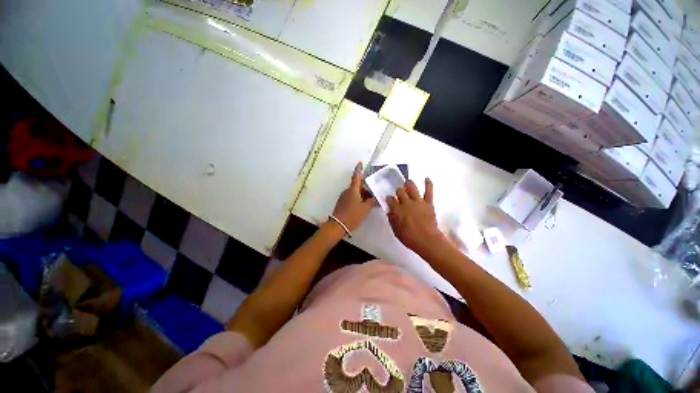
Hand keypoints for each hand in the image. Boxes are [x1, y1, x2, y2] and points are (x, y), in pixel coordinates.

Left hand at [331, 162, 375, 231]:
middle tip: (375, 194)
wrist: (338, 225)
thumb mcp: (365, 209)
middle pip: (358, 186)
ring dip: (363, 195)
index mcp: (353, 190)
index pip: (356, 176)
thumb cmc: (352, 215)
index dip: (359, 169)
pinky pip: (352, 197)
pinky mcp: (342, 203)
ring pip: (356, 192)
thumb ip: (371, 202)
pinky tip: (364, 206)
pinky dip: (359, 199)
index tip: (360, 162)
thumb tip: (374, 198)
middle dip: (367, 188)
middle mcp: (347, 191)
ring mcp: (344, 197)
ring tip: (371, 201)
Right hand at [386, 178, 445, 255]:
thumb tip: (389, 211)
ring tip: (408, 183)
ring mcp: (418, 201)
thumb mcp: (396, 230)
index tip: (389, 199)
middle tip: (399, 192)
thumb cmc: (409, 238)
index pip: (390, 199)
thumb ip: (392, 219)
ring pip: (412, 187)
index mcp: (397, 209)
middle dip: (398, 191)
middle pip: (400, 191)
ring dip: (409, 184)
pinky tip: (427, 178)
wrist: (427, 240)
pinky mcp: (428, 203)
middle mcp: (406, 203)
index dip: (389, 198)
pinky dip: (428, 184)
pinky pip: (429, 191)